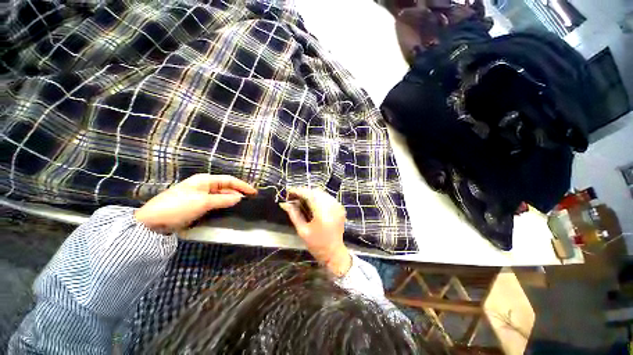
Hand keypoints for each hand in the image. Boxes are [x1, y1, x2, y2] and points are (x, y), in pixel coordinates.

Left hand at [135, 174, 256, 232]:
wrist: (152, 222)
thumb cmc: (179, 207)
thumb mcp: (203, 202)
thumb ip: (223, 200)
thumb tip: (239, 198)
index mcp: (205, 180)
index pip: (229, 180)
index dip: (243, 185)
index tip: (254, 192)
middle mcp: (204, 185)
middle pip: (226, 187)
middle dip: (238, 193)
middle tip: (250, 201)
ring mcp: (200, 195)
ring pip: (221, 196)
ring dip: (231, 199)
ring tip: (242, 206)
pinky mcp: (197, 205)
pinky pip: (215, 203)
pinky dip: (223, 205)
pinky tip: (229, 209)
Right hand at [280, 188, 350, 276]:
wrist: (334, 253)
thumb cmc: (316, 245)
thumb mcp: (302, 231)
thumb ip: (294, 214)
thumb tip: (284, 203)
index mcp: (323, 213)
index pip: (309, 195)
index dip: (298, 191)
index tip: (289, 191)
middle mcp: (332, 206)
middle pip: (316, 192)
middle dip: (304, 192)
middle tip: (293, 196)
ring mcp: (338, 206)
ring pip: (322, 193)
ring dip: (311, 193)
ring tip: (301, 199)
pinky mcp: (340, 207)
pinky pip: (327, 197)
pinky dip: (318, 197)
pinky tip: (311, 202)